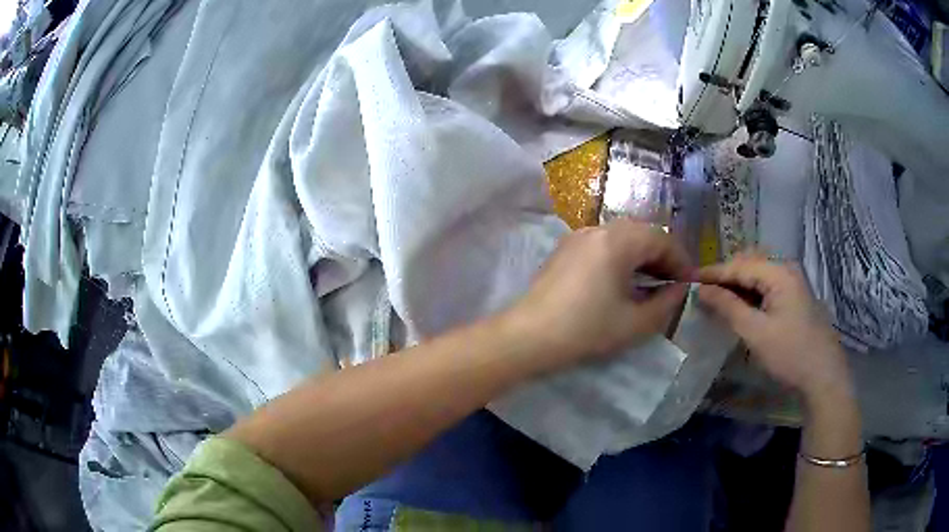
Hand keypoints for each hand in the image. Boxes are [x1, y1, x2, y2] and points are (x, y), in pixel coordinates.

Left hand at [504, 219, 689, 373]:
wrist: (528, 336)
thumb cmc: (585, 329)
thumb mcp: (634, 323)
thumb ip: (665, 304)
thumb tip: (679, 290)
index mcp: (618, 240)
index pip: (661, 239)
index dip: (680, 260)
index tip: (689, 283)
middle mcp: (598, 229)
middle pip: (642, 234)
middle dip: (662, 257)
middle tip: (673, 284)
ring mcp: (578, 237)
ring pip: (622, 238)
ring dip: (642, 257)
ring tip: (652, 284)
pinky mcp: (565, 249)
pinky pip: (603, 245)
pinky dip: (621, 258)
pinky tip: (624, 281)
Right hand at [696, 254, 851, 403]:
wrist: (823, 377)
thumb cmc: (790, 354)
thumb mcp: (755, 332)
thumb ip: (728, 307)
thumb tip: (702, 290)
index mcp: (779, 272)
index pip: (739, 265)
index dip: (712, 273)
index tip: (687, 280)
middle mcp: (787, 269)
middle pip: (749, 264)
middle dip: (725, 276)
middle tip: (702, 292)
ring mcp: (794, 283)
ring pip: (758, 275)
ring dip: (738, 285)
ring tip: (717, 300)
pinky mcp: (796, 298)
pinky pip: (767, 287)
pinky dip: (751, 294)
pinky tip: (741, 307)